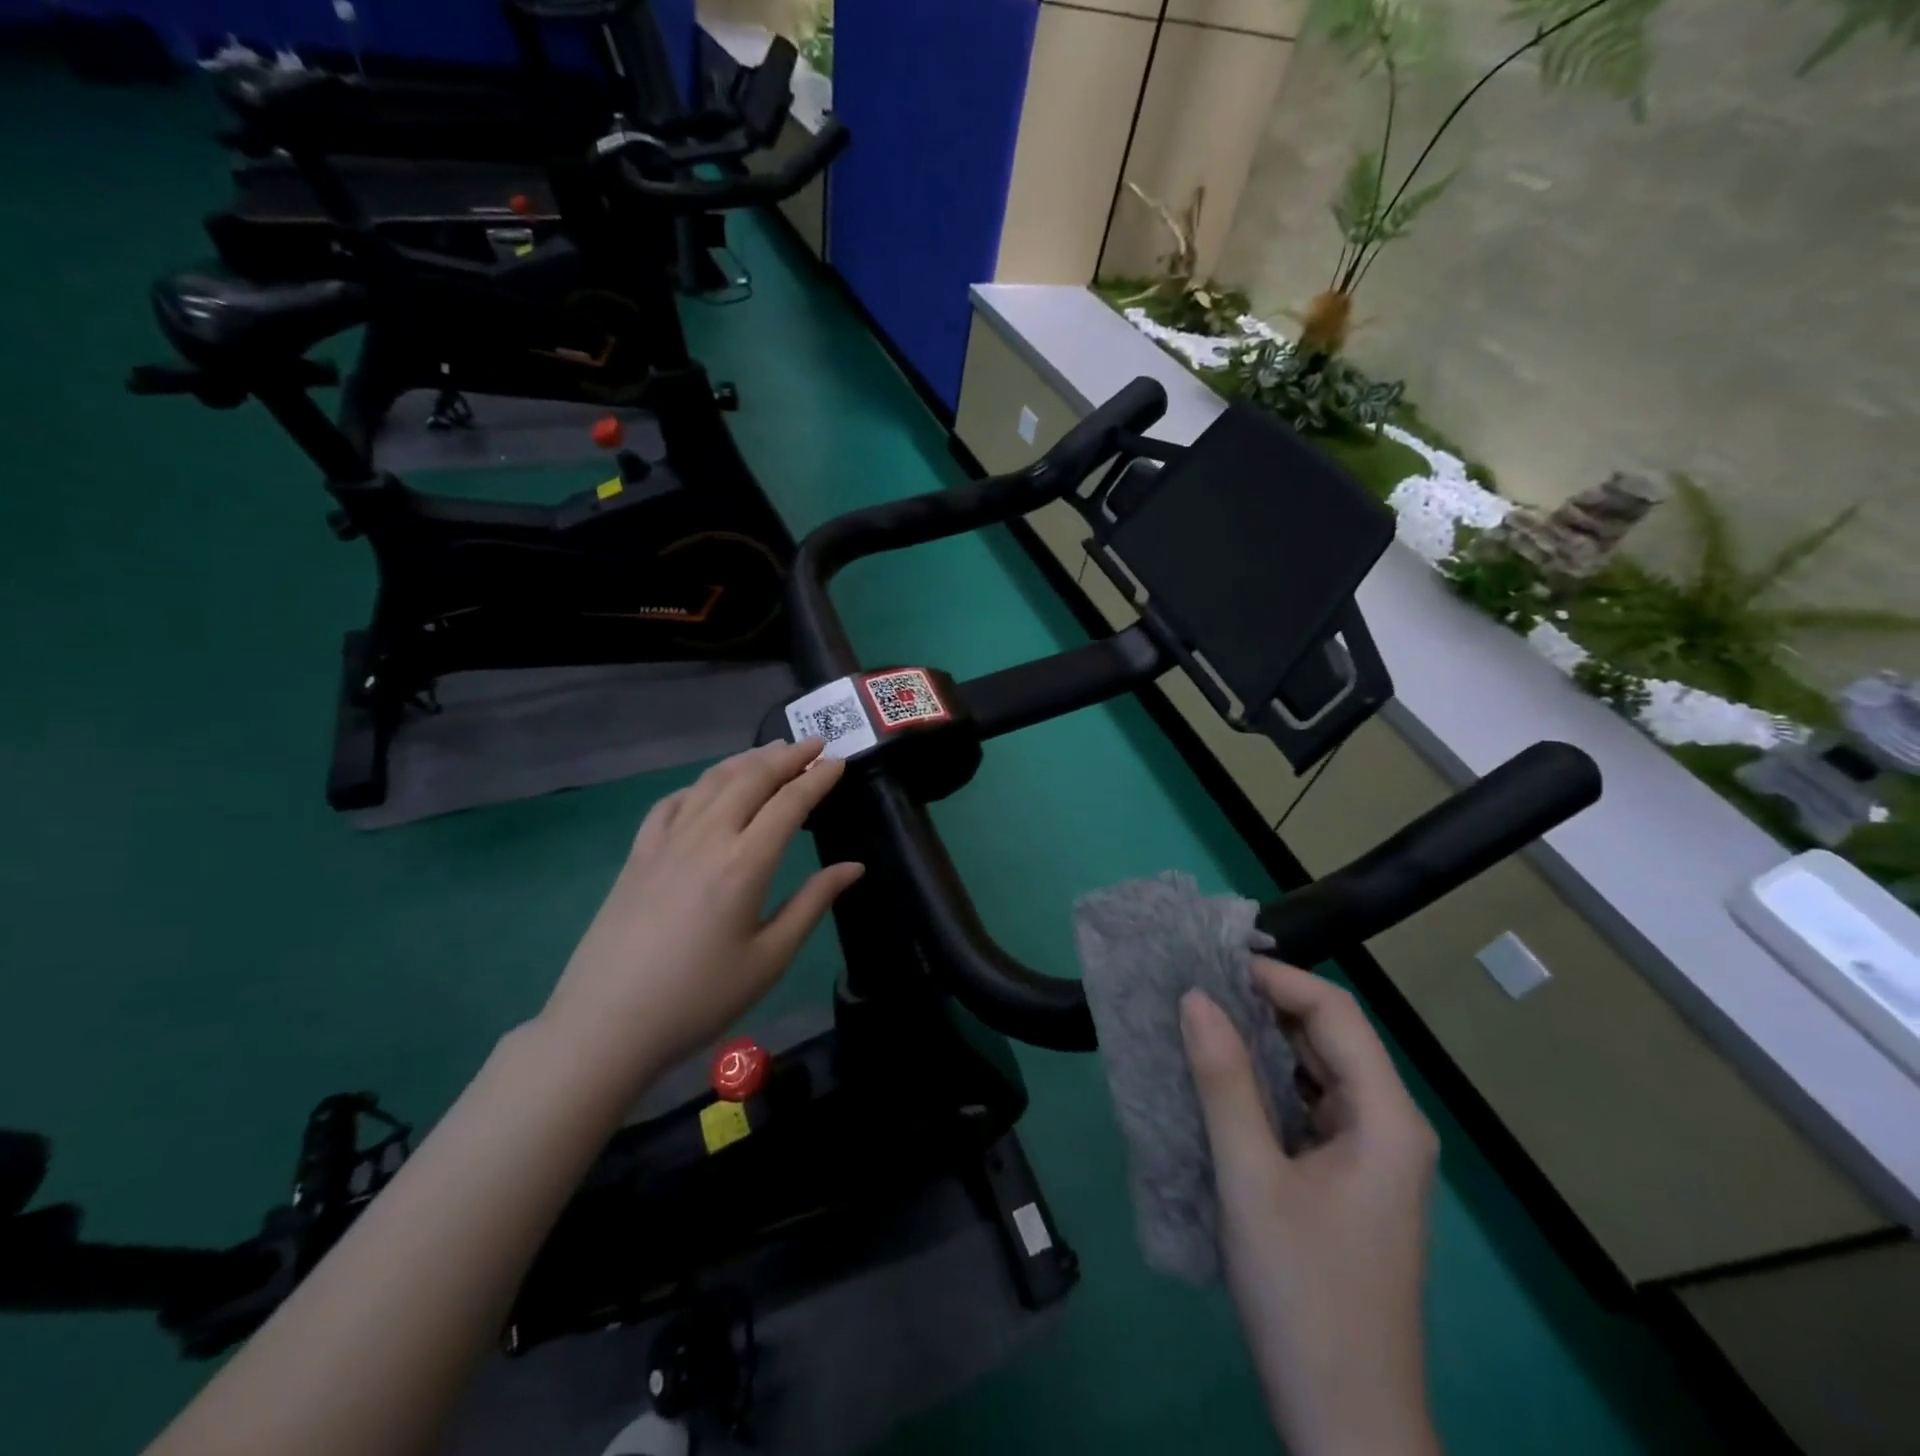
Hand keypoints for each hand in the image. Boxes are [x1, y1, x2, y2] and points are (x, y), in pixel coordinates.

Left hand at [538, 739, 864, 1099]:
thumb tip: (854, 867)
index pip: (789, 803)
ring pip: (711, 782)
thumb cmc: (699, 997)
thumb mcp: (769, 958)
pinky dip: (699, 785)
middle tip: (814, 744)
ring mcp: (666, 842)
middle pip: (751, 779)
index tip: (839, 762)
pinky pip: (672, 803)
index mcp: (745, 863)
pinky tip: (707, 789)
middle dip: (787, 757)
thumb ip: (813, 902)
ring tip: (771, 752)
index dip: (818, 778)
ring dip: (746, 761)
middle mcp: (707, 837)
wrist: (607, 1024)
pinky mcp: (638, 855)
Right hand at [1181, 959, 1440, 1455]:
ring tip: (1200, 1023)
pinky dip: (1267, 1086)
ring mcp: (1372, 1158)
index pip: (1335, 1013)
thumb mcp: (1251, 1178)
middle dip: (1265, 1007)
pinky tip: (1222, 1084)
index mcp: (1386, 1118)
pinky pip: (1308, 1109)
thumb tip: (1194, 998)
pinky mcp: (1349, 1183)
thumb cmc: (1304, 1294)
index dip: (1276, 979)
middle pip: (1330, 1038)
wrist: (1346, 1425)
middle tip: (1196, 989)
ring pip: (1317, 1074)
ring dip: (1263, 1046)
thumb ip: (1224, 1081)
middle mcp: (1389, 1127)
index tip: (1212, 966)